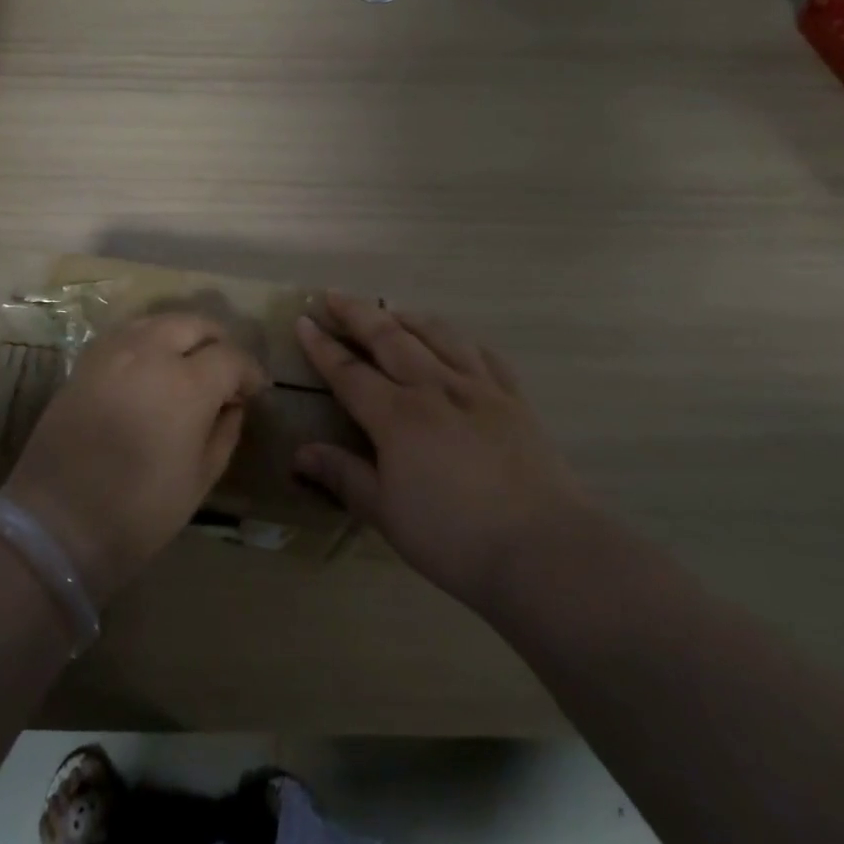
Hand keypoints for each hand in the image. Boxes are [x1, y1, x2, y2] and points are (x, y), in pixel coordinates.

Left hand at [4, 312, 266, 602]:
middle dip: (217, 342)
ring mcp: (112, 352)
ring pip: (158, 321)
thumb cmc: (139, 512)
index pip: (230, 356)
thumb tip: (232, 404)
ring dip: (182, 335)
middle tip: (224, 372)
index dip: (249, 371)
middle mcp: (150, 353)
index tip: (255, 390)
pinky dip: (148, 340)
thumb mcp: (200, 479)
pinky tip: (151, 367)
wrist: (55, 523)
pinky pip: (126, 334)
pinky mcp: (85, 362)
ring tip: (188, 365)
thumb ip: (224, 432)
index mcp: (187, 384)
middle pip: (194, 324)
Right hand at [293, 295, 586, 613]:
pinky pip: (484, 355)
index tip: (303, 321)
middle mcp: (435, 388)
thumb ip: (343, 475)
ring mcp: (479, 389)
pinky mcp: (514, 399)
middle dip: (358, 314)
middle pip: (390, 338)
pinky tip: (456, 341)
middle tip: (334, 295)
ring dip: (408, 318)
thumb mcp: (386, 513)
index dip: (323, 346)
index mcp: (398, 415)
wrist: (544, 549)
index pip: (350, 372)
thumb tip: (300, 453)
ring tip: (391, 311)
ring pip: (438, 335)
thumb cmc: (454, 537)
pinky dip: (461, 340)